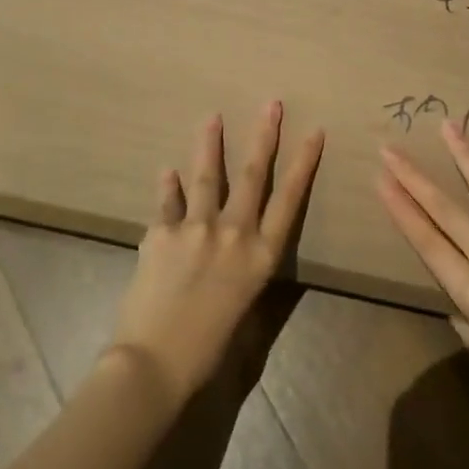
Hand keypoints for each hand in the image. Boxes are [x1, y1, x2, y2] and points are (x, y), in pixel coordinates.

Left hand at [107, 102, 324, 406]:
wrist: (155, 364)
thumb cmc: (209, 350)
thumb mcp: (244, 309)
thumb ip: (244, 270)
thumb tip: (240, 247)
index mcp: (261, 255)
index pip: (289, 198)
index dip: (303, 162)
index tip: (313, 131)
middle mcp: (234, 233)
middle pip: (253, 175)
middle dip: (264, 136)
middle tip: (271, 104)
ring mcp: (196, 228)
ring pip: (207, 175)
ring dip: (210, 143)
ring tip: (211, 116)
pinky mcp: (160, 233)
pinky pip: (167, 202)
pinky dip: (168, 186)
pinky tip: (168, 171)